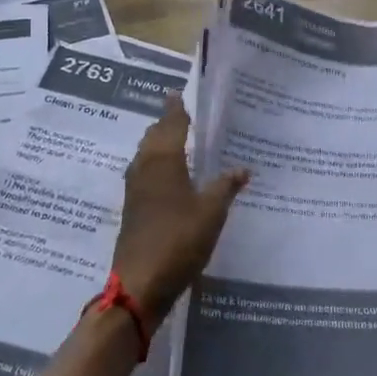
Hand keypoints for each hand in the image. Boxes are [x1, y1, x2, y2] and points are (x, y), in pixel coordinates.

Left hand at [112, 96, 249, 322]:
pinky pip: (144, 174)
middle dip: (166, 123)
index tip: (177, 93)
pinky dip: (156, 165)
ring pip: (145, 155)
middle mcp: (144, 168)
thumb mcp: (212, 212)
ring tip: (175, 139)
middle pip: (153, 137)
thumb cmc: (179, 240)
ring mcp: (135, 190)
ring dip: (158, 143)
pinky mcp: (133, 209)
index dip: (176, 109)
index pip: (171, 124)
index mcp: (163, 161)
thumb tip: (243, 168)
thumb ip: (226, 187)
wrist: (140, 283)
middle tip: (181, 113)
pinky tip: (168, 176)